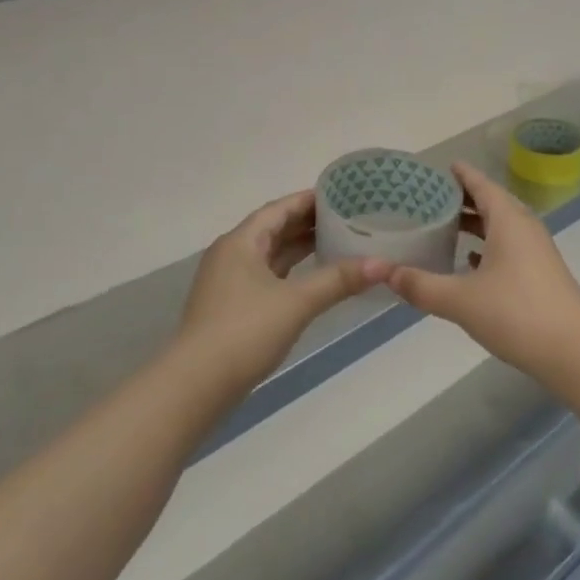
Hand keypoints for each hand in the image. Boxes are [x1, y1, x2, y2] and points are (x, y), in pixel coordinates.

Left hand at [176, 191, 372, 393]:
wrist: (196, 385)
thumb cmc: (244, 331)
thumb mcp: (297, 302)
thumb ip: (339, 280)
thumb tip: (383, 264)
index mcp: (241, 242)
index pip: (279, 208)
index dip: (309, 199)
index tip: (342, 194)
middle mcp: (232, 255)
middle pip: (274, 228)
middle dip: (308, 222)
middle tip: (348, 216)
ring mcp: (230, 282)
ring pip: (271, 254)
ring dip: (300, 247)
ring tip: (339, 241)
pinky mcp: (233, 307)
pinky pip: (268, 276)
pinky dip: (292, 271)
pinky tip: (315, 277)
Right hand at [381, 162, 579, 376]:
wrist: (573, 350)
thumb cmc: (516, 314)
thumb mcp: (460, 299)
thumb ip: (420, 284)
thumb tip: (382, 271)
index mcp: (508, 220)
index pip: (481, 184)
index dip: (460, 174)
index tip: (438, 168)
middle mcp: (524, 228)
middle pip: (491, 202)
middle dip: (462, 198)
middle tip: (428, 198)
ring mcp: (535, 251)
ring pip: (500, 226)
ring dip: (474, 224)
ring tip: (442, 226)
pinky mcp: (539, 273)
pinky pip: (508, 247)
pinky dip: (486, 246)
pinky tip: (468, 261)